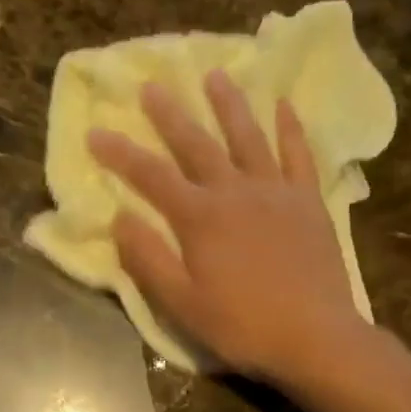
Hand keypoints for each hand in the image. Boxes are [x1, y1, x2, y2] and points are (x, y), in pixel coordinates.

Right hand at [86, 69, 362, 385]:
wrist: (314, 337)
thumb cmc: (241, 325)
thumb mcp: (181, 303)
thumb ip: (148, 259)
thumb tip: (119, 217)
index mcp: (199, 217)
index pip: (150, 176)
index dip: (120, 153)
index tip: (96, 131)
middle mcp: (235, 192)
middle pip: (196, 144)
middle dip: (170, 114)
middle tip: (152, 85)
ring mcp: (276, 192)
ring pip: (248, 137)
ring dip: (229, 105)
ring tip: (216, 75)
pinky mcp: (308, 201)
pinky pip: (298, 154)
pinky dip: (290, 127)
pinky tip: (283, 105)